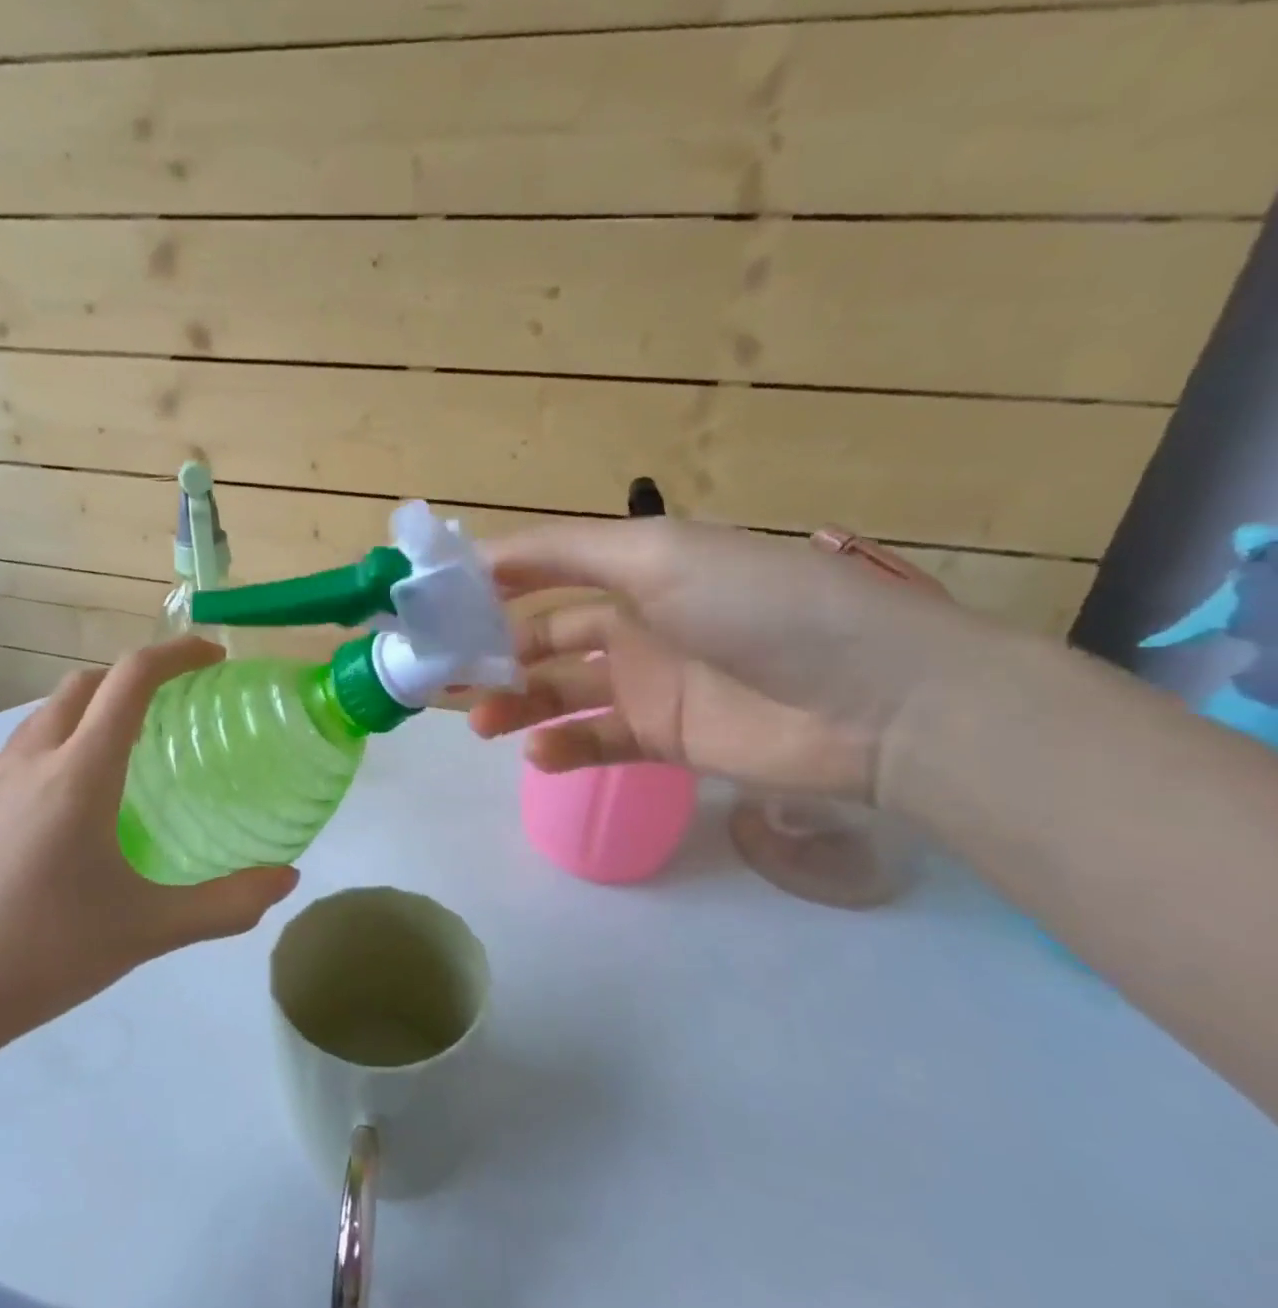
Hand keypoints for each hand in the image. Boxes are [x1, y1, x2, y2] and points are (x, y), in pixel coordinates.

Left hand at [0, 637, 299, 1060]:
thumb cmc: (43, 954)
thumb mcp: (148, 930)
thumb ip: (226, 904)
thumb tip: (288, 879)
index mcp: (80, 772)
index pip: (131, 679)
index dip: (176, 654)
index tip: (213, 659)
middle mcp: (31, 758)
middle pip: (86, 684)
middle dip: (134, 678)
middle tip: (174, 707)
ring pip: (45, 714)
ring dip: (89, 709)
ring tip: (122, 750)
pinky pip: (14, 751)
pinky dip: (50, 746)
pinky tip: (58, 795)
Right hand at [469, 518, 1002, 804]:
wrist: (877, 702)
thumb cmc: (759, 607)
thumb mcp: (658, 555)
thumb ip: (563, 553)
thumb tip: (477, 556)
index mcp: (632, 568)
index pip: (540, 570)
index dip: (485, 584)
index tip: (429, 606)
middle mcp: (633, 621)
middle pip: (540, 636)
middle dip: (490, 652)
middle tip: (440, 677)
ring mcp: (647, 684)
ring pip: (557, 691)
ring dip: (514, 703)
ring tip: (479, 722)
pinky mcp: (663, 739)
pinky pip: (594, 740)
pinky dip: (561, 747)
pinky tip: (538, 753)